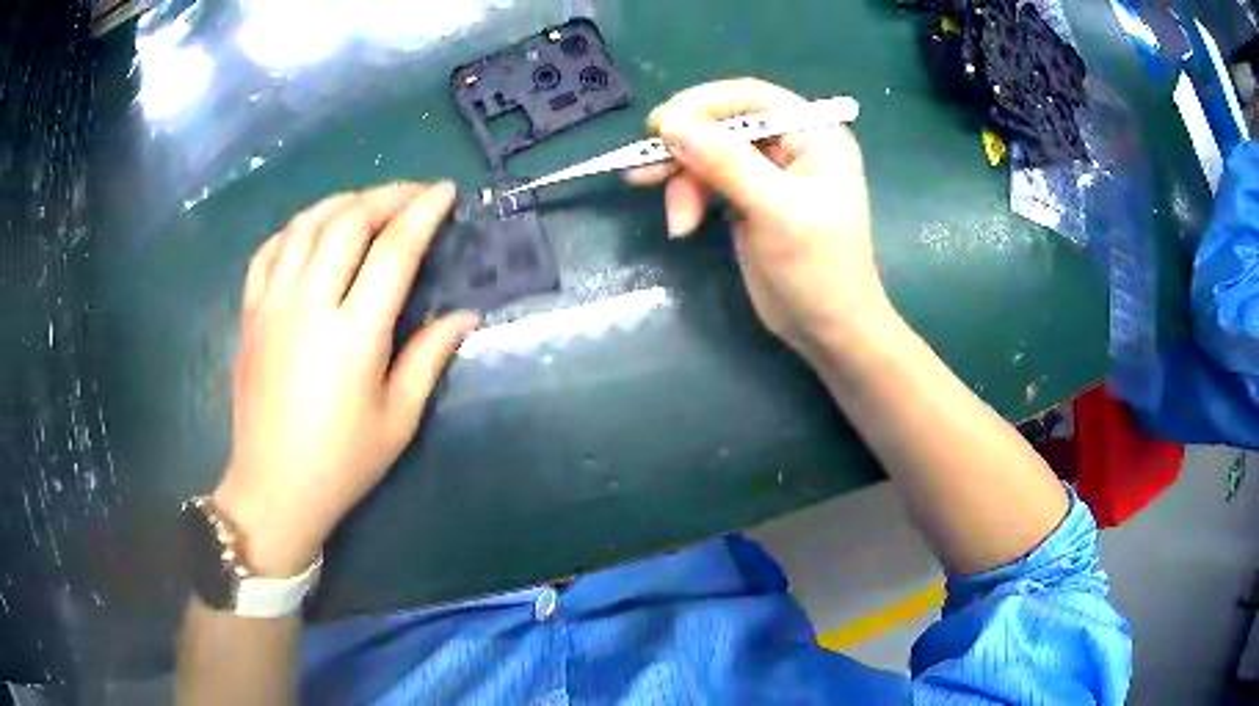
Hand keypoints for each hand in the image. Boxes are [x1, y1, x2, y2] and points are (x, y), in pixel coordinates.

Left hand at [212, 182, 479, 575]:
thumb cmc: (341, 463)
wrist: (273, 489)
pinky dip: (295, 229)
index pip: (393, 251)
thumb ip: (429, 358)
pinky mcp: (249, 314)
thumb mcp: (398, 420)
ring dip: (341, 202)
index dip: (423, 213)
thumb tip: (465, 315)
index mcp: (353, 336)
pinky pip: (269, 250)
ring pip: (305, 225)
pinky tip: (312, 232)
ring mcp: (272, 305)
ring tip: (366, 204)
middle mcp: (309, 306)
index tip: (444, 192)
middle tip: (411, 195)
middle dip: (385, 196)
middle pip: (347, 222)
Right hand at [625, 78, 887, 358]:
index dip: (703, 104)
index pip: (752, 98)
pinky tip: (681, 224)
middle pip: (724, 125)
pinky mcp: (748, 198)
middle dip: (687, 150)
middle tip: (645, 167)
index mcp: (814, 135)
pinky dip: (689, 198)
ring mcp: (767, 172)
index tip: (660, 125)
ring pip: (709, 154)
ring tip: (678, 222)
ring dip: (684, 183)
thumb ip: (726, 164)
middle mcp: (791, 145)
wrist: (827, 329)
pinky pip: (707, 181)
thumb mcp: (776, 211)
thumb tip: (671, 127)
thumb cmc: (819, 269)